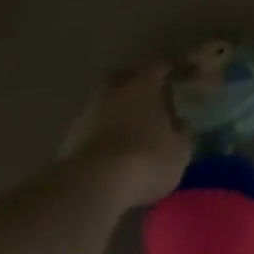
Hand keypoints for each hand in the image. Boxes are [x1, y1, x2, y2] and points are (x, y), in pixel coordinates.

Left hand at [60, 65, 191, 209]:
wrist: (91, 186)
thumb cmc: (145, 159)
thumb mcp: (179, 150)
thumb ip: (182, 132)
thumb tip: (182, 123)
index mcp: (145, 83)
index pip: (161, 67)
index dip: (172, 72)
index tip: (180, 79)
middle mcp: (115, 89)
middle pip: (128, 77)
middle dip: (139, 84)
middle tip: (153, 97)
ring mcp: (89, 111)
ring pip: (108, 101)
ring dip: (119, 109)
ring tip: (131, 126)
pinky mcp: (70, 137)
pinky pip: (94, 125)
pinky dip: (104, 131)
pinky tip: (112, 147)